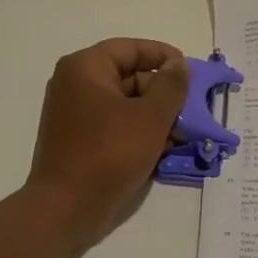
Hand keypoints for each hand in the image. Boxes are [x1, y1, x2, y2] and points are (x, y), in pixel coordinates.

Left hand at [26, 38, 190, 250]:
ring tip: (182, 133)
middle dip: (162, 92)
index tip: (189, 72)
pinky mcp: (76, 139)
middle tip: (191, 109)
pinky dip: (137, 130)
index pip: (130, 48)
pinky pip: (112, 124)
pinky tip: (162, 149)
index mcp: (85, 67)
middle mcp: (74, 84)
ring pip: (123, 103)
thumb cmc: (109, 153)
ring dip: (153, 114)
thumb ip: (171, 86)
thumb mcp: (151, 117)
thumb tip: (178, 66)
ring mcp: (72, 113)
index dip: (162, 56)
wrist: (66, 208)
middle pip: (127, 75)